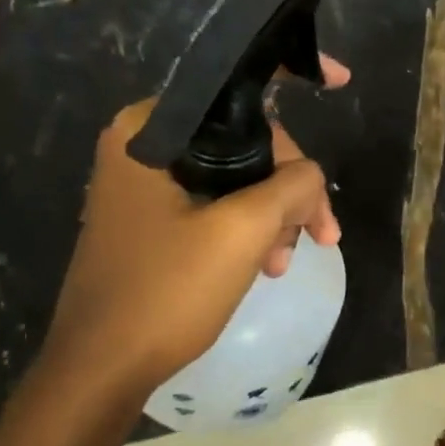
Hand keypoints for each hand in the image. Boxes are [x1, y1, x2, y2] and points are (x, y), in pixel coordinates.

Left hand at [35, 62, 346, 405]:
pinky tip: (268, 264)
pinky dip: (251, 228)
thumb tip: (311, 174)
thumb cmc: (166, 291)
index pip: (234, 85)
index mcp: (152, 131)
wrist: (101, 370)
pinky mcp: (153, 219)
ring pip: (238, 176)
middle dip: (291, 184)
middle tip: (322, 231)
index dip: (294, 75)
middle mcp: (145, 146)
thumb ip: (291, 185)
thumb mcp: (244, 231)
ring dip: (275, 214)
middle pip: (246, 140)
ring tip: (288, 261)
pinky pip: (218, 204)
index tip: (343, 81)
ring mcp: (146, 185)